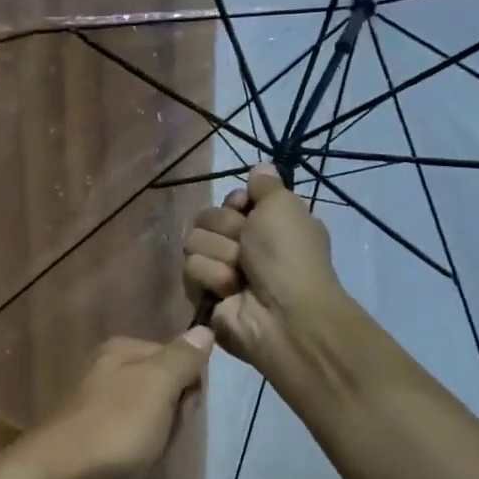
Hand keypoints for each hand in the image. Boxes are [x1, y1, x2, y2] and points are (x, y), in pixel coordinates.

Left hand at [21, 330, 213, 478]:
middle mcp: (105, 370)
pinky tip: (130, 472)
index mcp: (122, 350)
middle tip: (165, 438)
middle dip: (172, 417)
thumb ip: (181, 359)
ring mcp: (93, 405)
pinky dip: (133, 458)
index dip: (190, 387)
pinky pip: (125, 443)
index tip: (186, 412)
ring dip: (154, 442)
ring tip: (148, 460)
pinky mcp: (86, 437)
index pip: (178, 358)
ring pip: (146, 419)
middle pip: (161, 390)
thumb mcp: (156, 387)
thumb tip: (203, 328)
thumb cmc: (113, 429)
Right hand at [182, 163, 346, 377]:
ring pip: (195, 242)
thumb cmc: (287, 255)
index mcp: (267, 223)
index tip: (245, 209)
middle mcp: (245, 245)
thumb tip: (260, 167)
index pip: (231, 200)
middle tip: (247, 249)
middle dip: (226, 230)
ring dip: (219, 255)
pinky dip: (211, 277)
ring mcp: (223, 270)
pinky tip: (230, 291)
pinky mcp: (204, 293)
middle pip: (208, 218)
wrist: (282, 312)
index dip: (235, 203)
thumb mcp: (283, 206)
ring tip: (240, 275)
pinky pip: (191, 270)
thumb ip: (266, 184)